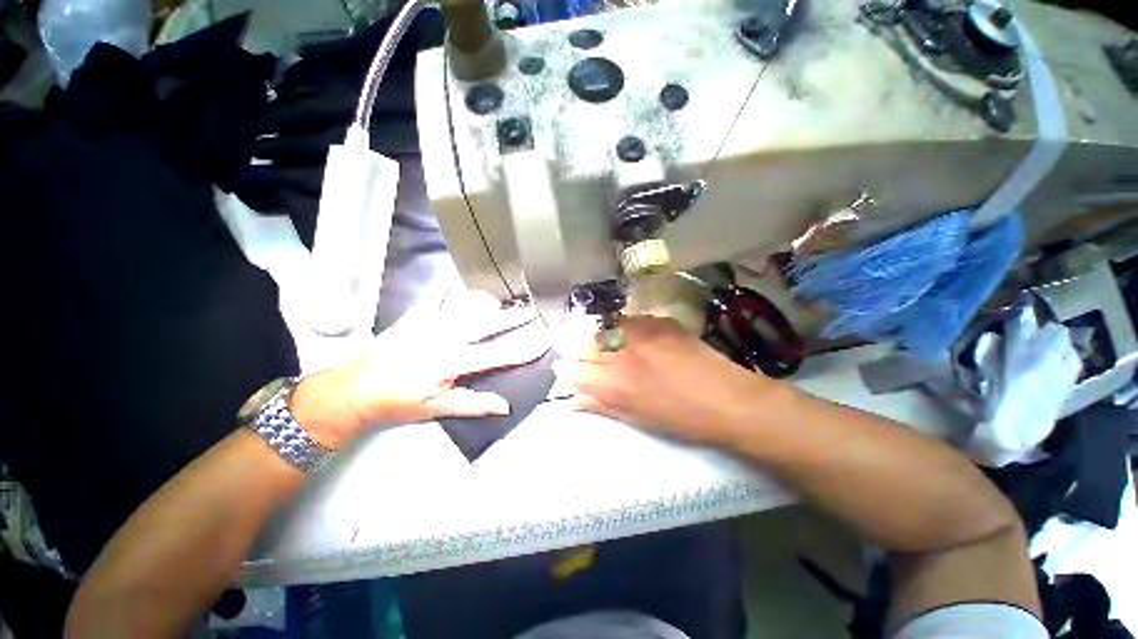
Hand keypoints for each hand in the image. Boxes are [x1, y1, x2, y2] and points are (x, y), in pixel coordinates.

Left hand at [292, 288, 549, 447]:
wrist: (354, 387)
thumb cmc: (399, 401)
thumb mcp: (437, 408)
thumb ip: (474, 404)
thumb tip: (505, 407)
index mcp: (454, 362)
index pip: (498, 355)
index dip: (523, 349)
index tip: (542, 341)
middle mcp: (447, 337)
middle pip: (488, 324)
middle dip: (514, 318)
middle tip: (532, 311)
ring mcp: (430, 322)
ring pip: (466, 305)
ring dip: (488, 301)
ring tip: (505, 297)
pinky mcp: (415, 315)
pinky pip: (435, 295)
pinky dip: (448, 286)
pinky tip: (458, 278)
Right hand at [553, 315, 776, 442]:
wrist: (728, 399)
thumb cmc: (681, 419)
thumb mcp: (636, 418)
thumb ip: (602, 405)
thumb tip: (575, 401)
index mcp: (614, 384)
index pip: (573, 370)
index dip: (566, 369)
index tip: (565, 368)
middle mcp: (622, 353)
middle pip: (586, 344)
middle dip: (581, 350)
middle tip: (587, 356)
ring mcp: (642, 333)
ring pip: (607, 327)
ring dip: (603, 336)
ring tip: (613, 345)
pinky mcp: (660, 321)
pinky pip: (632, 321)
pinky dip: (627, 329)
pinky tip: (638, 338)